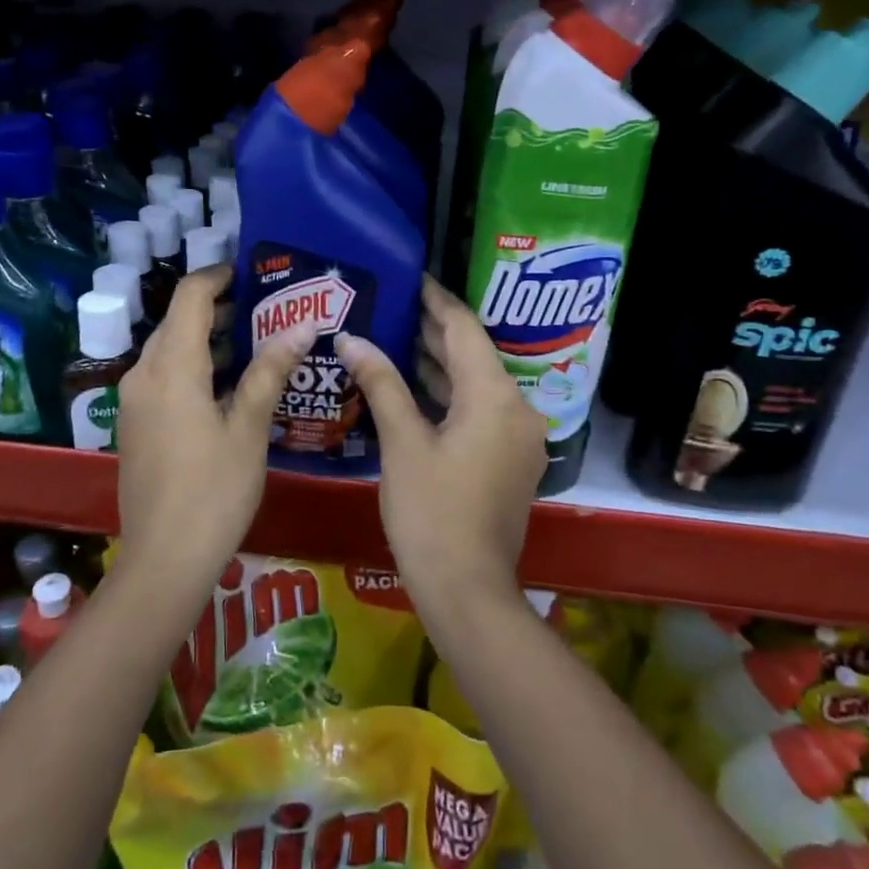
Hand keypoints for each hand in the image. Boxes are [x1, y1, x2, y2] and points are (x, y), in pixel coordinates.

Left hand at [114, 265, 315, 597]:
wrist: (164, 560)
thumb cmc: (214, 492)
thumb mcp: (249, 429)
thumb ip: (270, 371)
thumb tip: (303, 326)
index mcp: (171, 368)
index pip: (190, 296)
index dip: (218, 276)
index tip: (253, 274)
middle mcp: (143, 374)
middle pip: (177, 321)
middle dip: (219, 308)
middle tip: (268, 310)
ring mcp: (134, 401)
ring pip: (169, 349)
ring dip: (207, 338)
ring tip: (257, 342)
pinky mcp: (134, 424)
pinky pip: (163, 375)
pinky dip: (193, 365)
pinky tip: (229, 385)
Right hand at [337, 277, 546, 613]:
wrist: (467, 589)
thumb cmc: (431, 512)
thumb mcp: (403, 443)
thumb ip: (381, 384)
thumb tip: (352, 340)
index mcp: (495, 397)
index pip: (464, 329)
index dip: (436, 301)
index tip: (411, 279)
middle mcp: (516, 408)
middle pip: (473, 354)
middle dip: (433, 330)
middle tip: (393, 305)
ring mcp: (517, 436)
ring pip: (476, 384)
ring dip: (439, 363)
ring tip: (394, 337)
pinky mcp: (509, 459)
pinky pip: (479, 410)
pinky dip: (449, 394)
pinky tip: (413, 387)